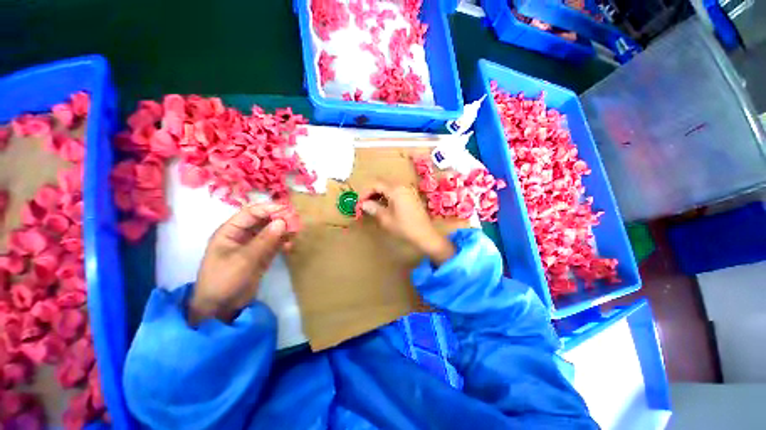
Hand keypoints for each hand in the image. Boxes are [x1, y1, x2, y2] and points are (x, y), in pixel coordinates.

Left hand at [189, 203, 291, 324]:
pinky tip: (290, 246)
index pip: (251, 213)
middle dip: (279, 219)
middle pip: (263, 221)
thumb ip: (264, 240)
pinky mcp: (261, 256)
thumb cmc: (225, 280)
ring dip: (283, 231)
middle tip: (296, 221)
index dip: (268, 209)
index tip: (287, 209)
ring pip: (271, 232)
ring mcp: (252, 246)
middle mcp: (242, 235)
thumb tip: (282, 222)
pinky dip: (283, 243)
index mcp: (230, 231)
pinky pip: (274, 244)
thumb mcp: (244, 259)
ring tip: (296, 233)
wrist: (221, 308)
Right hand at [359, 182, 454, 264]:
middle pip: (382, 184)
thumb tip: (363, 204)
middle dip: (371, 192)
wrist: (425, 235)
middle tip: (364, 204)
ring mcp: (409, 190)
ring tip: (372, 206)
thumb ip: (373, 208)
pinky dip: (388, 196)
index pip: (375, 184)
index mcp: (395, 189)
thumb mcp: (386, 219)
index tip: (359, 203)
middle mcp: (402, 186)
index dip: (365, 192)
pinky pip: (396, 191)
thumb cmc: (404, 227)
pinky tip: (384, 206)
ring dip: (379, 194)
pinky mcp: (412, 196)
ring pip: (389, 187)